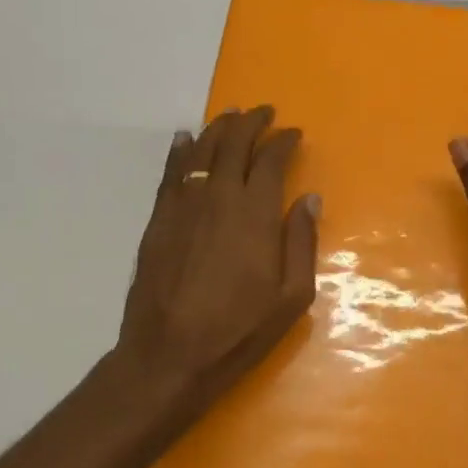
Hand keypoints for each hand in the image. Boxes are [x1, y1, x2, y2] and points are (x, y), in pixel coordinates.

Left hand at [118, 106, 319, 408]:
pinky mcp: (158, 221)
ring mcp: (183, 206)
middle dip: (251, 123)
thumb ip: (301, 242)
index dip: (283, 141)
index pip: (270, 160)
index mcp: (255, 214)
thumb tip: (310, 198)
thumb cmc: (238, 331)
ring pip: (200, 152)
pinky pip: (171, 173)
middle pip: (233, 144)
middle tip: (263, 112)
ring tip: (229, 115)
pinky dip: (180, 151)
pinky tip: (185, 140)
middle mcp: (218, 197)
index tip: (294, 133)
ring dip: (217, 129)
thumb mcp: (291, 297)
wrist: (168, 355)